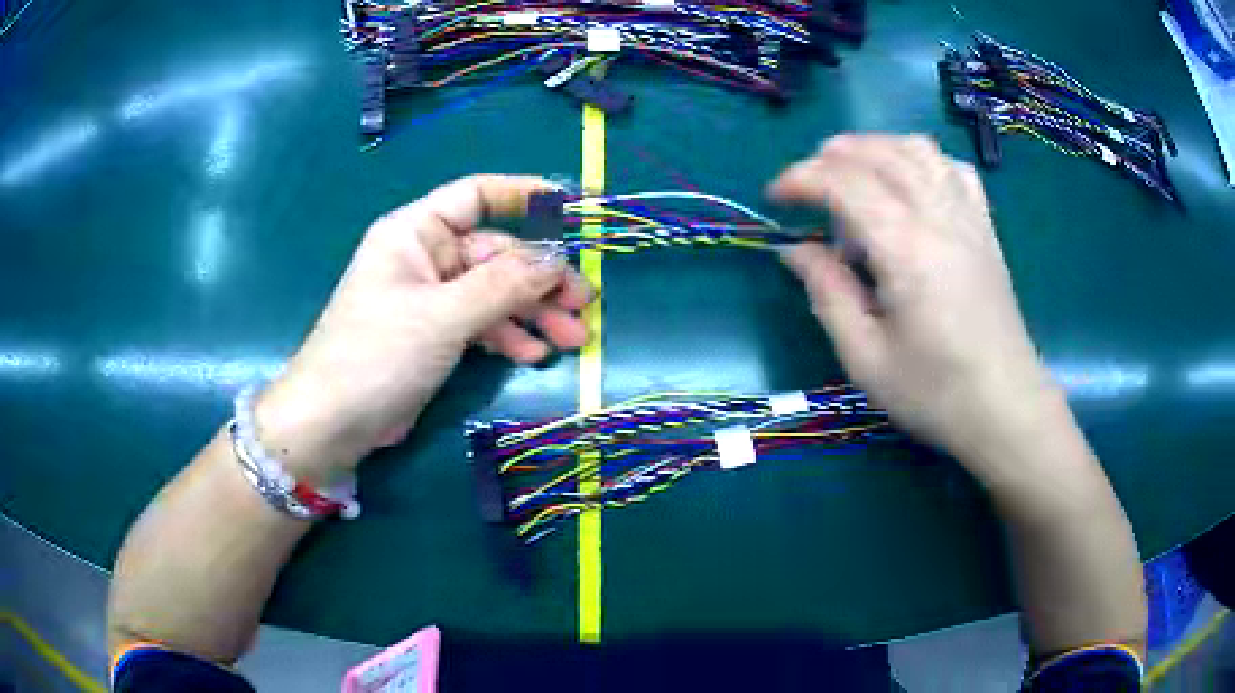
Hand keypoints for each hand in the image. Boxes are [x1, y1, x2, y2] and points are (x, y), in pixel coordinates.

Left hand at [256, 175, 591, 481]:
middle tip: (584, 303)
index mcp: (416, 232)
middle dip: (540, 279)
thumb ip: (503, 285)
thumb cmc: (377, 353)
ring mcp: (431, 299)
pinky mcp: (435, 335)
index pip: (477, 195)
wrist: (332, 422)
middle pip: (496, 254)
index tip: (575, 209)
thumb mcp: (443, 316)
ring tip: (571, 338)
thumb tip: (558, 260)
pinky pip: (481, 324)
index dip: (526, 195)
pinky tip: (533, 356)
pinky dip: (507, 337)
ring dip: (532, 314)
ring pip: (494, 293)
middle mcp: (425, 257)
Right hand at [770, 135, 1060, 473]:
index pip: (845, 182)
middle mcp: (939, 217)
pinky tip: (910, 183)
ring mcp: (968, 218)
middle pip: (880, 154)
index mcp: (906, 249)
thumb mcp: (866, 358)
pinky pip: (953, 169)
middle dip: (832, 157)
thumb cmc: (936, 393)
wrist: (1006, 408)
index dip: (801, 179)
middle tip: (807, 189)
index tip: (774, 198)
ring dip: (876, 148)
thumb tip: (795, 250)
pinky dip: (922, 160)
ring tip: (852, 174)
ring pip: (918, 150)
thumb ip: (828, 294)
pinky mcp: (986, 230)